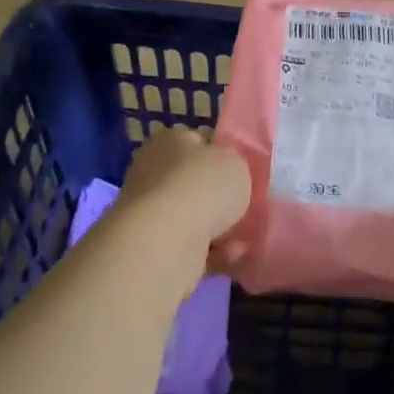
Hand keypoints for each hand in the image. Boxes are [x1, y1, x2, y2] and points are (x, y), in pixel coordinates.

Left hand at [118, 127, 250, 245]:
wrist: (166, 241)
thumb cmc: (204, 187)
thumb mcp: (236, 161)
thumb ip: (233, 163)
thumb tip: (224, 171)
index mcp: (169, 141)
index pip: (198, 140)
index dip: (222, 153)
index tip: (241, 171)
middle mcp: (153, 172)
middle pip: (195, 181)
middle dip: (219, 196)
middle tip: (243, 204)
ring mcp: (149, 211)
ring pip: (194, 216)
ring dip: (219, 226)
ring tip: (242, 236)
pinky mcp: (152, 245)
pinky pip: (192, 244)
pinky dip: (212, 250)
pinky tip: (231, 253)